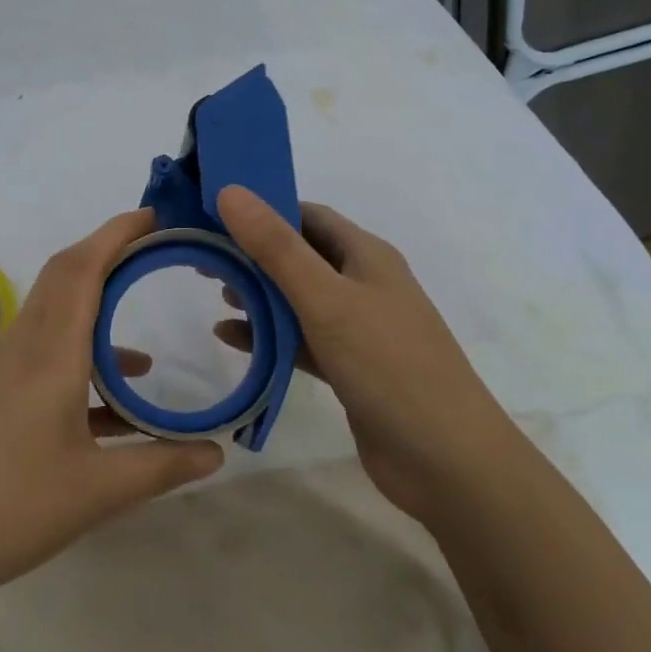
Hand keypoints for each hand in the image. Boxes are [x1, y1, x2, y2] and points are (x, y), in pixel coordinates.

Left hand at [0, 209, 224, 619]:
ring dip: (95, 308)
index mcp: (49, 353)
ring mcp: (1, 370)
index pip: (83, 267)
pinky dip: (80, 355)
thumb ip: (161, 466)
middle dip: (108, 254)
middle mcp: (23, 346)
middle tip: (155, 254)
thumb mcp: (97, 493)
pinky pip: (44, 353)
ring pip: (53, 314)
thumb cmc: (8, 509)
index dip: (117, 233)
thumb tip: (217, 455)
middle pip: (64, 276)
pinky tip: (112, 403)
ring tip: (143, 338)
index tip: (155, 216)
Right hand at [212, 185, 497, 519]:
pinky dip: (268, 336)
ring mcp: (358, 328)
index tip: (214, 213)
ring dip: (258, 294)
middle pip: (300, 255)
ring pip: (297, 299)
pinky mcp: (349, 368)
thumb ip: (276, 247)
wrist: (447, 460)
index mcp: (366, 255)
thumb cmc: (388, 365)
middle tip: (203, 256)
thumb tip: (230, 191)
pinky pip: (300, 340)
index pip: (308, 215)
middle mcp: (364, 284)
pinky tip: (230, 338)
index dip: (263, 208)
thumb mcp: (326, 299)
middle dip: (253, 254)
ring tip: (215, 295)